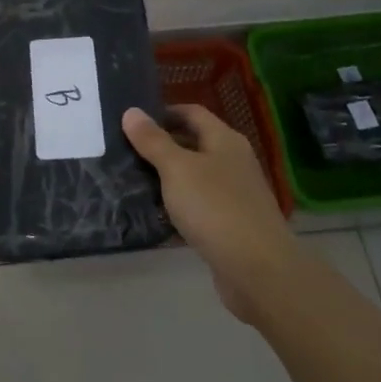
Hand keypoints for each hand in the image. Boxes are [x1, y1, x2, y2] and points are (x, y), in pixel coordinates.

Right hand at [122, 104, 295, 324]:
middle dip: (159, 147)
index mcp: (224, 140)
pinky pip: (196, 208)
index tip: (131, 122)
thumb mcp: (177, 169)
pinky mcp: (229, 226)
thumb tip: (131, 111)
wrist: (258, 270)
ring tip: (129, 182)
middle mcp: (232, 162)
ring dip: (165, 180)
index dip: (163, 112)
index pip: (192, 113)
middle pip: (192, 144)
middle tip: (122, 153)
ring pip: (192, 178)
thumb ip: (153, 141)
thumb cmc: (215, 208)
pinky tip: (152, 217)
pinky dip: (176, 209)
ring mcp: (233, 195)